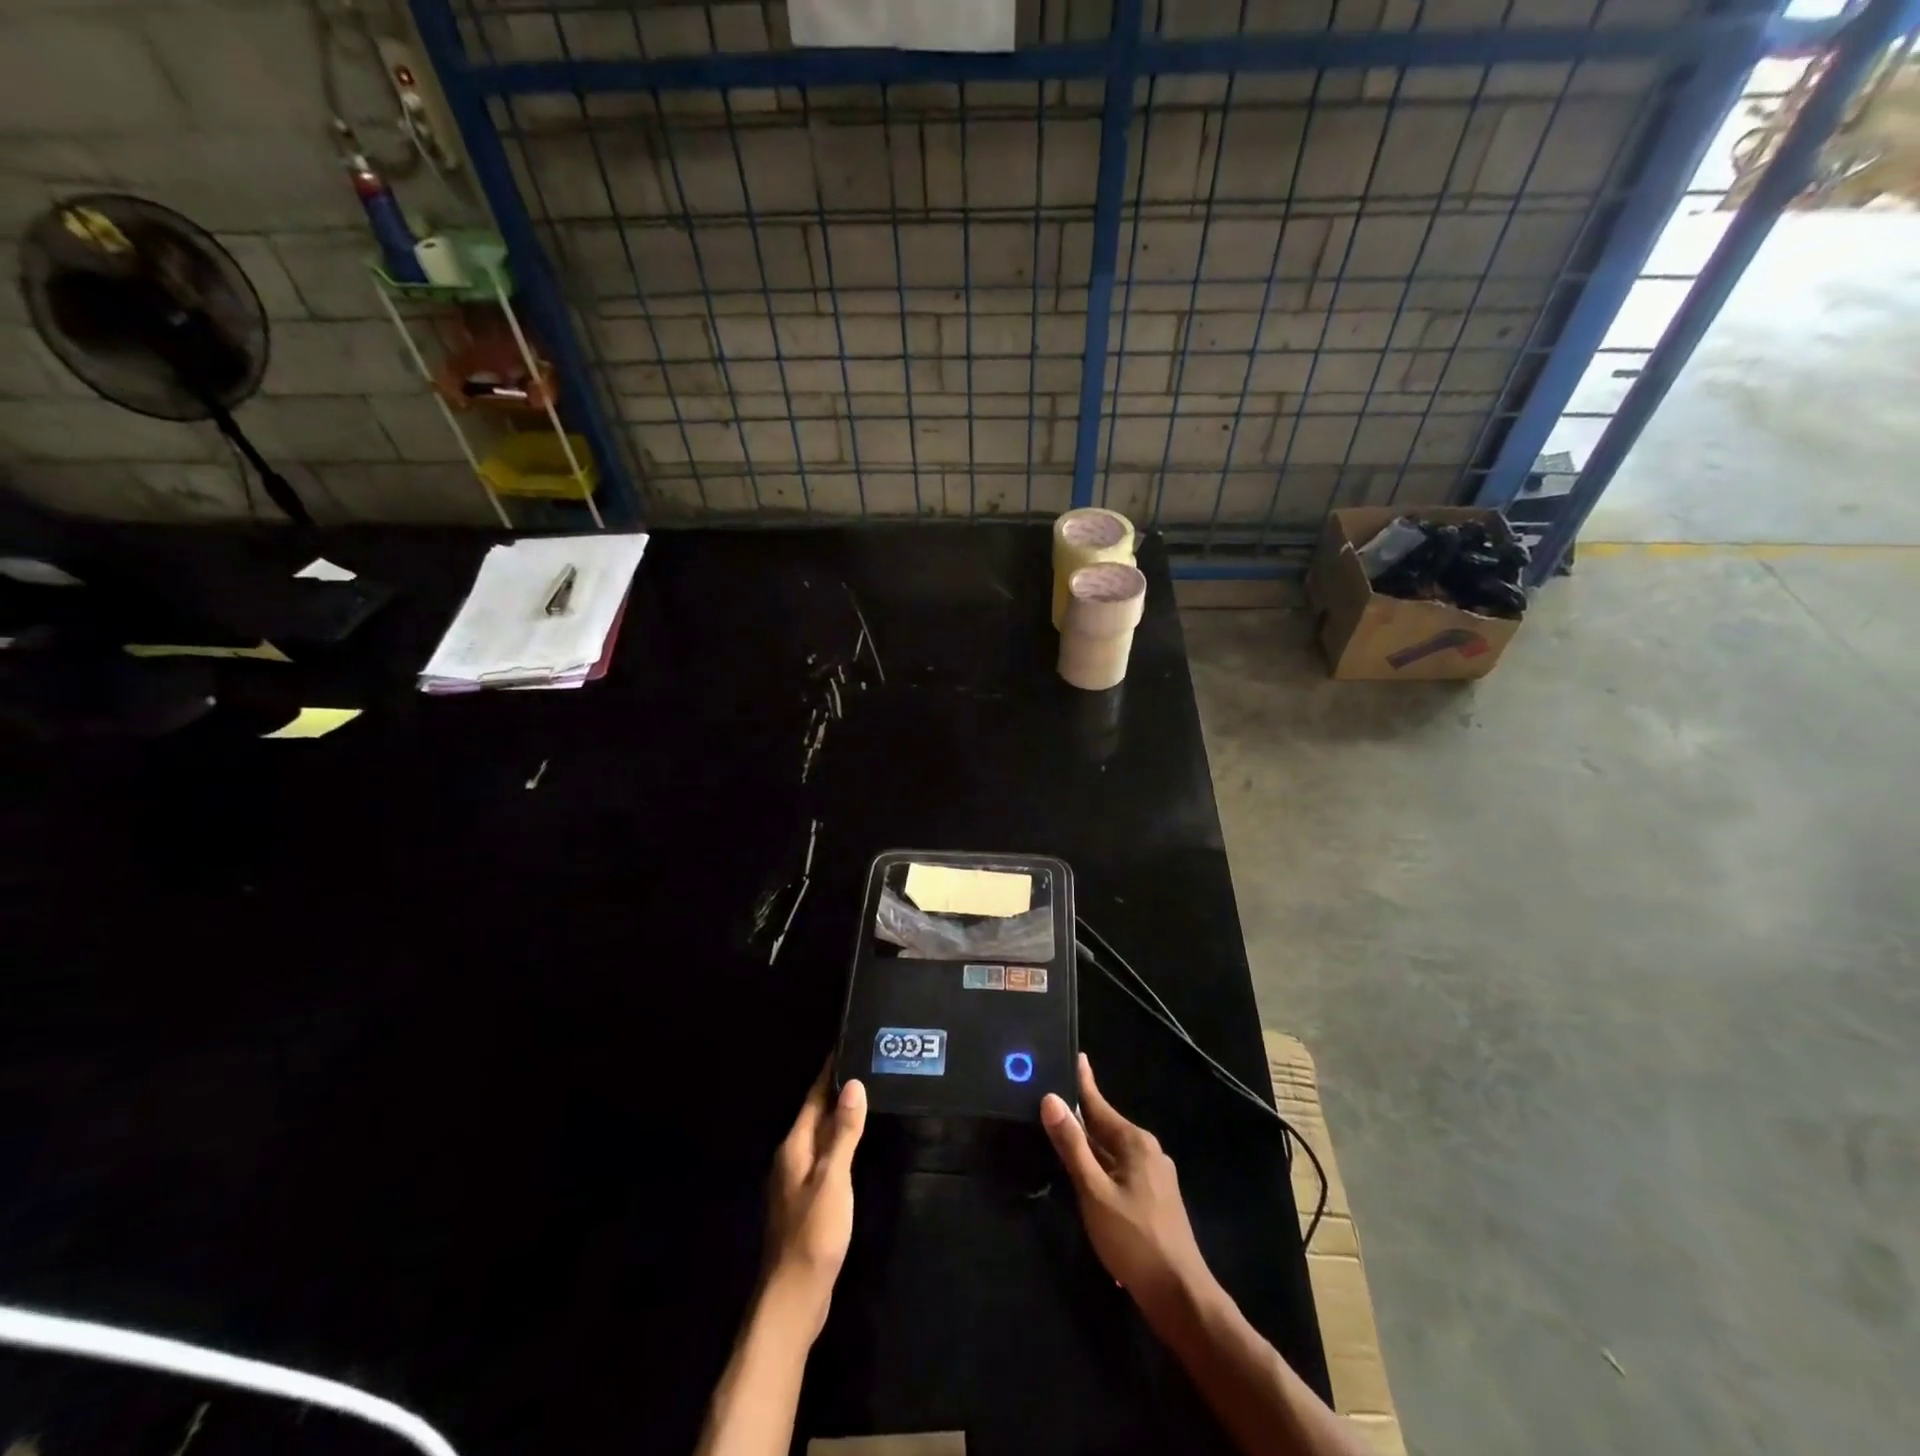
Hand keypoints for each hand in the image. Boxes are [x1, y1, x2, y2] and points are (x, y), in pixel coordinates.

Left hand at [763, 1064, 866, 1337]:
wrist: (793, 1298)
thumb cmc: (813, 1233)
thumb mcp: (833, 1179)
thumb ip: (844, 1133)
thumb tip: (853, 1085)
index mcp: (794, 1147)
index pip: (814, 1098)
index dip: (830, 1072)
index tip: (848, 1045)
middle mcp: (791, 1159)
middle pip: (816, 1114)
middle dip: (838, 1090)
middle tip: (868, 1065)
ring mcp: (797, 1182)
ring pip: (821, 1137)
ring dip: (840, 1116)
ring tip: (869, 1095)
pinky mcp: (807, 1202)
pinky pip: (825, 1158)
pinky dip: (841, 1143)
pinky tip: (857, 1145)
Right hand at [1041, 1053, 1209, 1312]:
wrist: (1180, 1296)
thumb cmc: (1133, 1239)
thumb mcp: (1093, 1191)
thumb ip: (1072, 1145)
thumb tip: (1050, 1099)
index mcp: (1134, 1142)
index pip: (1099, 1104)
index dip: (1083, 1082)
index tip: (1076, 1056)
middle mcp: (1148, 1150)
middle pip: (1106, 1125)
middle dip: (1082, 1113)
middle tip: (1055, 1098)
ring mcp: (1156, 1175)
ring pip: (1114, 1149)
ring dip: (1090, 1142)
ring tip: (1065, 1131)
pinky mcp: (1157, 1198)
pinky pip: (1122, 1168)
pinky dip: (1102, 1163)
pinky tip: (1088, 1174)